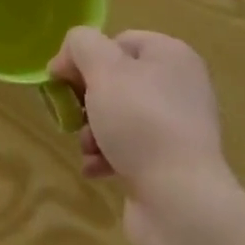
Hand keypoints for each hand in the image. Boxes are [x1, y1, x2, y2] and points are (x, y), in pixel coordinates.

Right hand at [50, 28, 234, 244]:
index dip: (85, 57)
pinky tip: (96, 170)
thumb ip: (81, 45)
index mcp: (171, 55)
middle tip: (75, 116)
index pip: (117, 41)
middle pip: (116, 80)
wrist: (181, 203)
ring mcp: (178, 128)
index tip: (63, 80)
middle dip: (88, 100)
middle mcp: (179, 86)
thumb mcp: (103, 68)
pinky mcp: (171, 164)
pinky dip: (108, 156)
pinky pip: (130, 149)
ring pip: (118, 116)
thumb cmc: (141, 122)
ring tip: (88, 148)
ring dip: (94, 131)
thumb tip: (67, 60)